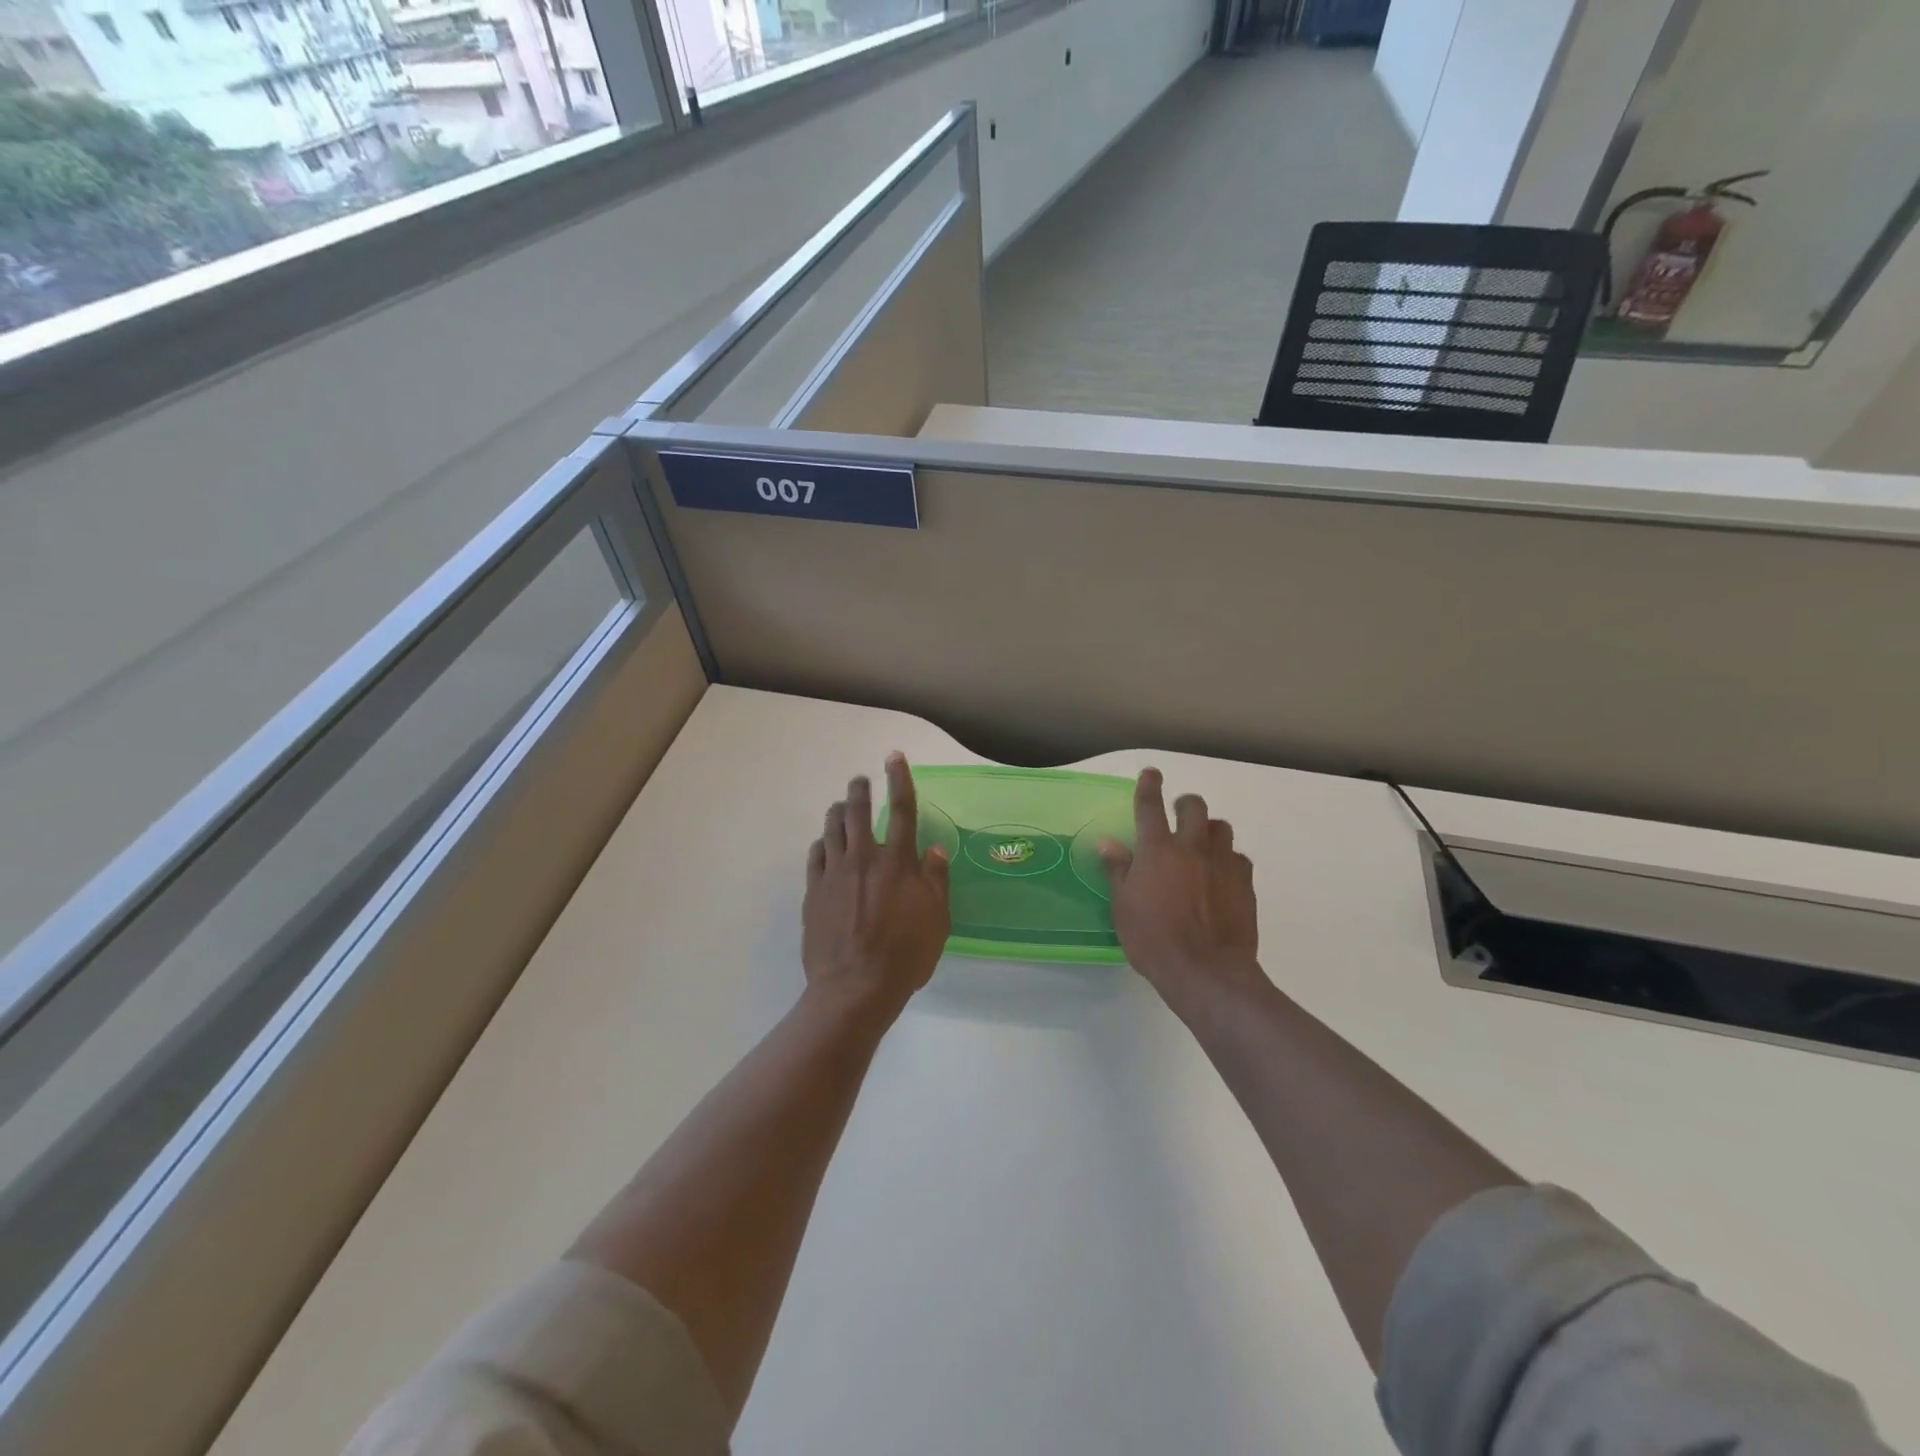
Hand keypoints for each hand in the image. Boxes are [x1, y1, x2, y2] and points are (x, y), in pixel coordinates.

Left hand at [803, 753, 951, 1020]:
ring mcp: (834, 874)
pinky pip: (814, 856)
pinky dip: (821, 844)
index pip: (902, 809)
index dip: (899, 779)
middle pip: (858, 811)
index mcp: (897, 862)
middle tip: (860, 781)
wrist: (854, 988)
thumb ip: (935, 880)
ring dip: (837, 812)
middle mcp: (864, 858)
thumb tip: (932, 849)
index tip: (893, 757)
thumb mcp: (937, 920)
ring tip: (841, 807)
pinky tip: (823, 845)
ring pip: (832, 829)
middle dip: (859, 790)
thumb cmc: (905, 955)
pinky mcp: (813, 892)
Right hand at [1099, 768, 1264, 1010]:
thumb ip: (1118, 870)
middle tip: (1178, 814)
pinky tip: (1222, 875)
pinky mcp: (1245, 883)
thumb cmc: (1153, 940)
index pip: (1149, 806)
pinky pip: (1239, 858)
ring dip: (1209, 829)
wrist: (1206, 971)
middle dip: (1185, 804)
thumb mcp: (1123, 907)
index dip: (1149, 786)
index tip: (1151, 773)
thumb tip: (1108, 842)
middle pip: (1193, 807)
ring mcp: (1222, 863)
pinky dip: (1229, 859)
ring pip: (1221, 827)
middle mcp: (1191, 847)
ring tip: (1202, 844)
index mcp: (1157, 850)